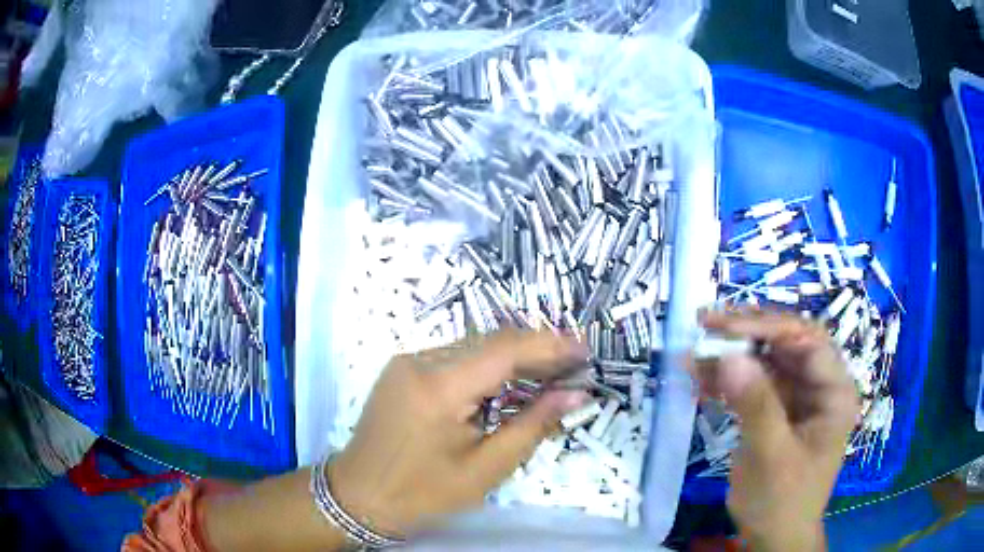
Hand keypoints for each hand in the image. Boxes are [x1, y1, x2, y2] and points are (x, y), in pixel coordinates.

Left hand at [328, 329, 589, 536]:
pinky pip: (454, 357)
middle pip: (490, 342)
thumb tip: (575, 394)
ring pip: (473, 347)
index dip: (550, 345)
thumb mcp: (484, 468)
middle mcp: (419, 361)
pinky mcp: (402, 369)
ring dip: (513, 357)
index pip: (504, 350)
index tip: (585, 350)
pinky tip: (509, 380)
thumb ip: (532, 426)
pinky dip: (487, 366)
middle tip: (574, 365)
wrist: (358, 495)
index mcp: (437, 388)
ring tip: (551, 372)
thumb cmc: (421, 493)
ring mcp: (407, 361)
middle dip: (536, 350)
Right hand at [691, 310, 859, 551]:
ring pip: (767, 359)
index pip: (808, 341)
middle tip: (706, 324)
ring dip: (732, 354)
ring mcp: (798, 396)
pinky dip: (727, 379)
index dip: (768, 326)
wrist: (773, 537)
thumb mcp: (771, 457)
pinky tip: (700, 378)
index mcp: (835, 392)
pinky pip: (753, 383)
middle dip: (747, 332)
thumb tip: (728, 356)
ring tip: (695, 352)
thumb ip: (755, 405)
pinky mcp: (778, 409)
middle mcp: (820, 386)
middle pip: (787, 342)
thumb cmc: (782, 502)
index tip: (724, 327)